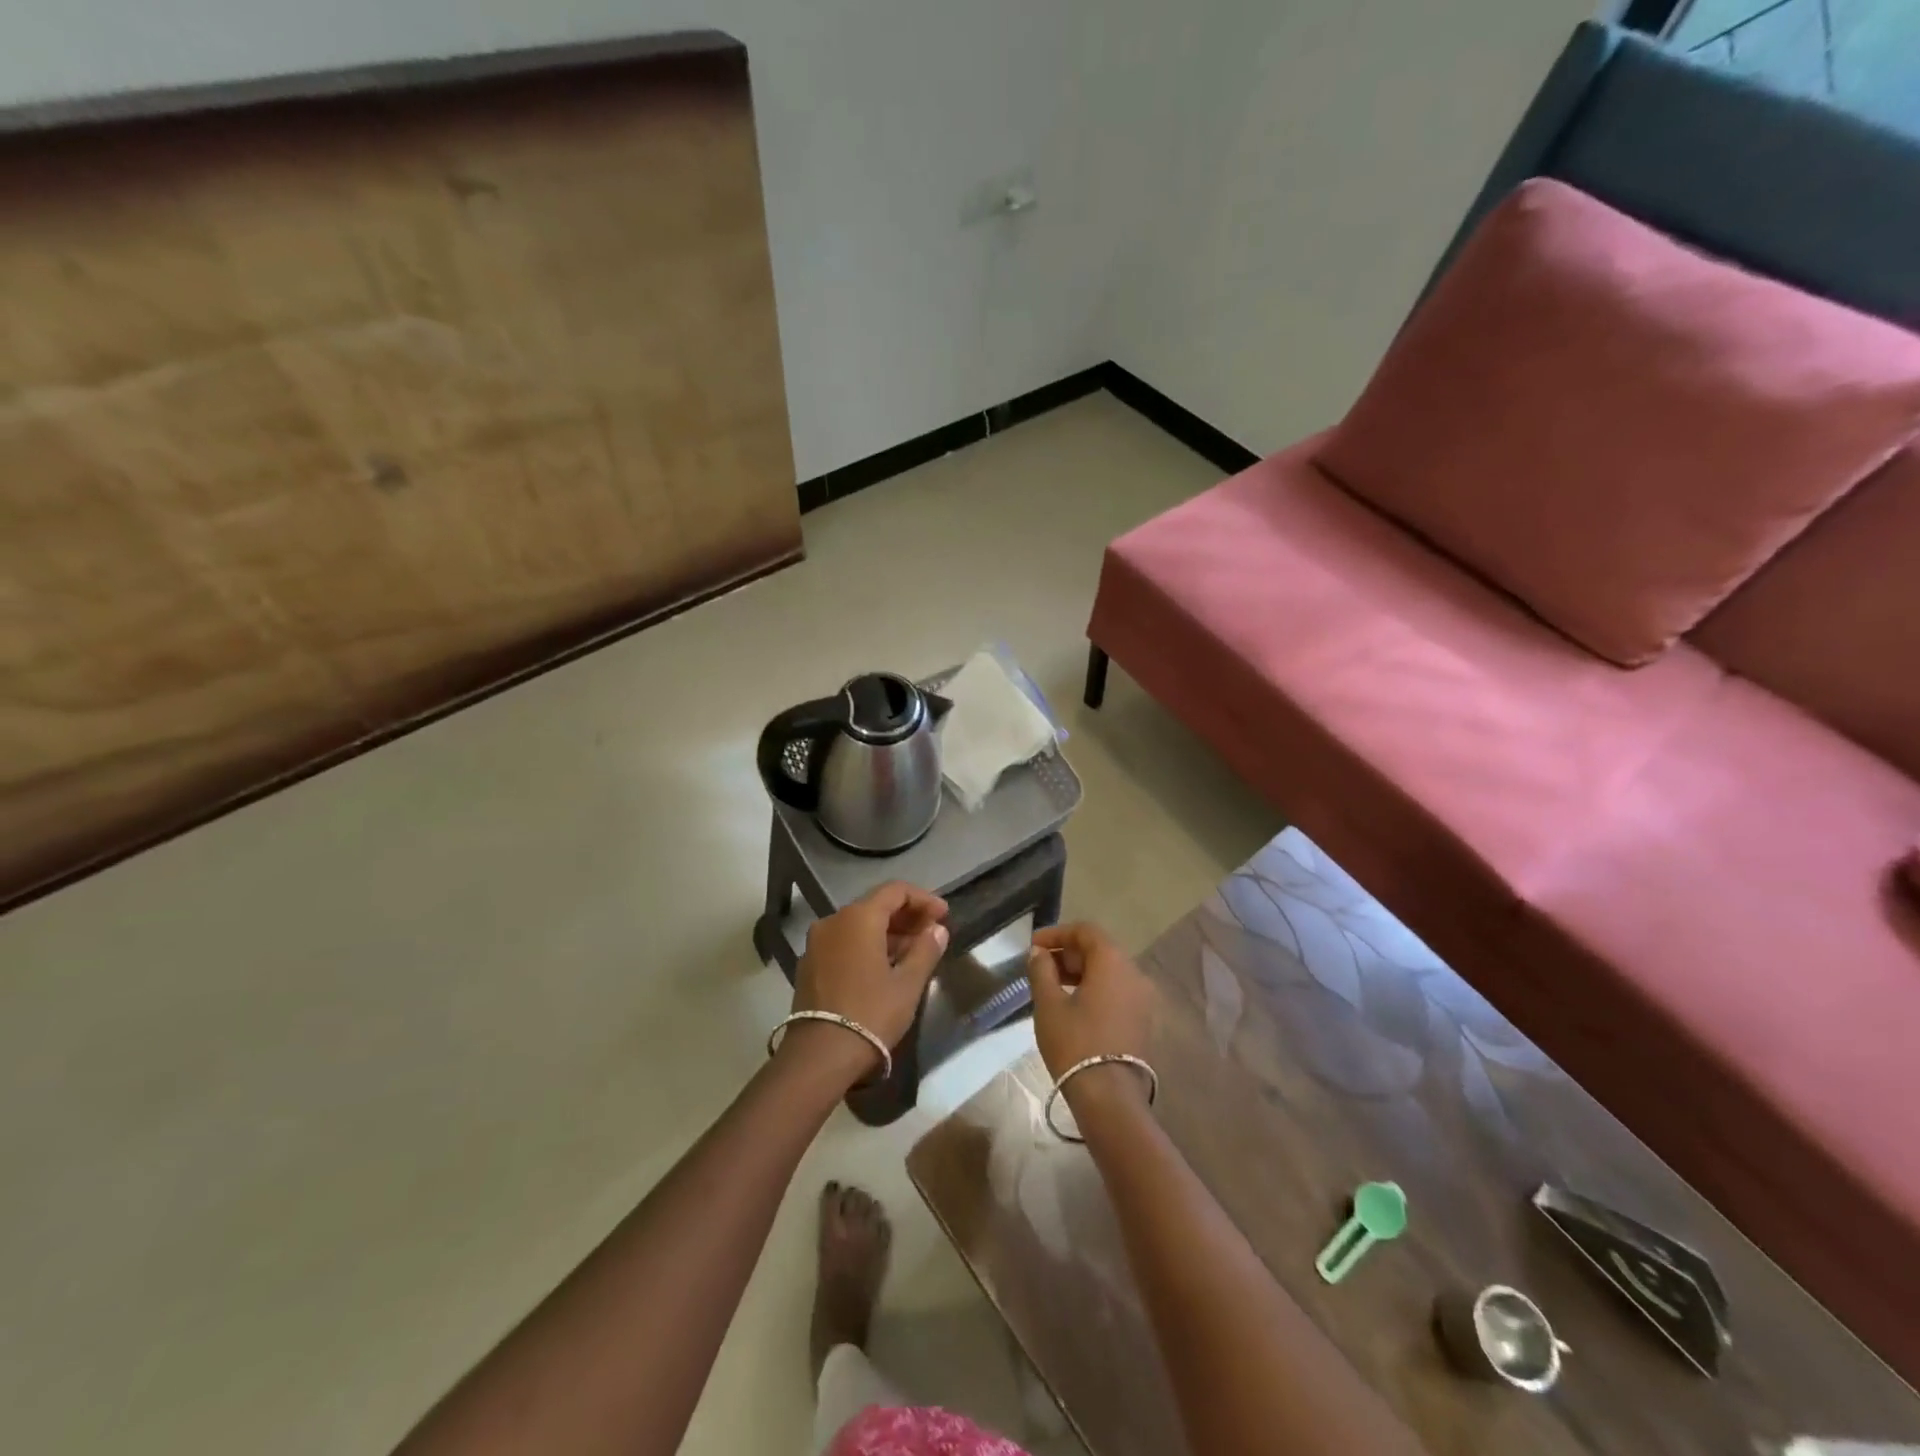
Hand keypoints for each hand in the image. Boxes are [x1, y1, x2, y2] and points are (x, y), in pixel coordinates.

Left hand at [788, 882, 948, 1081]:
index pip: (895, 891)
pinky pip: (844, 943)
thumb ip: (925, 950)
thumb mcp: (908, 984)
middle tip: (932, 933)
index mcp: (858, 917)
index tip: (943, 916)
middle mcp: (834, 921)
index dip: (923, 899)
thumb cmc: (870, 1013)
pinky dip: (866, 946)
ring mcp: (817, 943)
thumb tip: (937, 929)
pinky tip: (885, 967)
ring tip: (913, 953)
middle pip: (875, 906)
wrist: (820, 1055)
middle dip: (906, 917)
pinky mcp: (809, 965)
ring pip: (858, 926)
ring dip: (887, 933)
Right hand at [1028, 922, 1155, 1107]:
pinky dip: (1095, 989)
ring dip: (1081, 972)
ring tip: (1052, 987)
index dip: (1057, 933)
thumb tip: (1038, 953)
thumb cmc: (1075, 1043)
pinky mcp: (1143, 1021)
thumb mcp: (1049, 1004)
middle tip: (1040, 967)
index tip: (1033, 946)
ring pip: (1109, 971)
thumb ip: (1041, 971)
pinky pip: (1117, 991)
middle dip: (1068, 953)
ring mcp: (1143, 999)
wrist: (1110, 1098)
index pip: (1086, 931)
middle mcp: (1134, 973)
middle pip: (1100, 949)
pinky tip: (1073, 1006)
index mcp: (1113, 962)